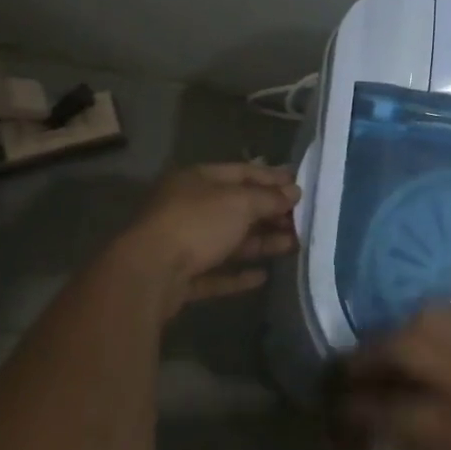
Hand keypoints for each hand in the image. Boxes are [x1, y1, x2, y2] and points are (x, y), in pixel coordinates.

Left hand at [118, 163, 300, 305]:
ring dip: (261, 243)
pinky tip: (263, 276)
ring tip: (293, 245)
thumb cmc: (197, 224)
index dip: (272, 177)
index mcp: (197, 180)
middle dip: (270, 213)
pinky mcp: (181, 277)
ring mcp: (182, 243)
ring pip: (228, 240)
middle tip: (302, 220)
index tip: (300, 186)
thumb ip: (269, 198)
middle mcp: (188, 207)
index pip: (241, 172)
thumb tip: (293, 192)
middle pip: (236, 207)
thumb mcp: (240, 203)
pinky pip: (216, 272)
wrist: (149, 274)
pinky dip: (238, 273)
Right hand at [341, 297, 450, 449]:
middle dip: (364, 357)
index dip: (354, 409)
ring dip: (399, 330)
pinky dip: (445, 314)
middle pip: (397, 348)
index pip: (387, 411)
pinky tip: (443, 327)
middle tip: (350, 368)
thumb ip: (431, 446)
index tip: (337, 407)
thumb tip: (395, 422)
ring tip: (392, 344)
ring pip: (426, 317)